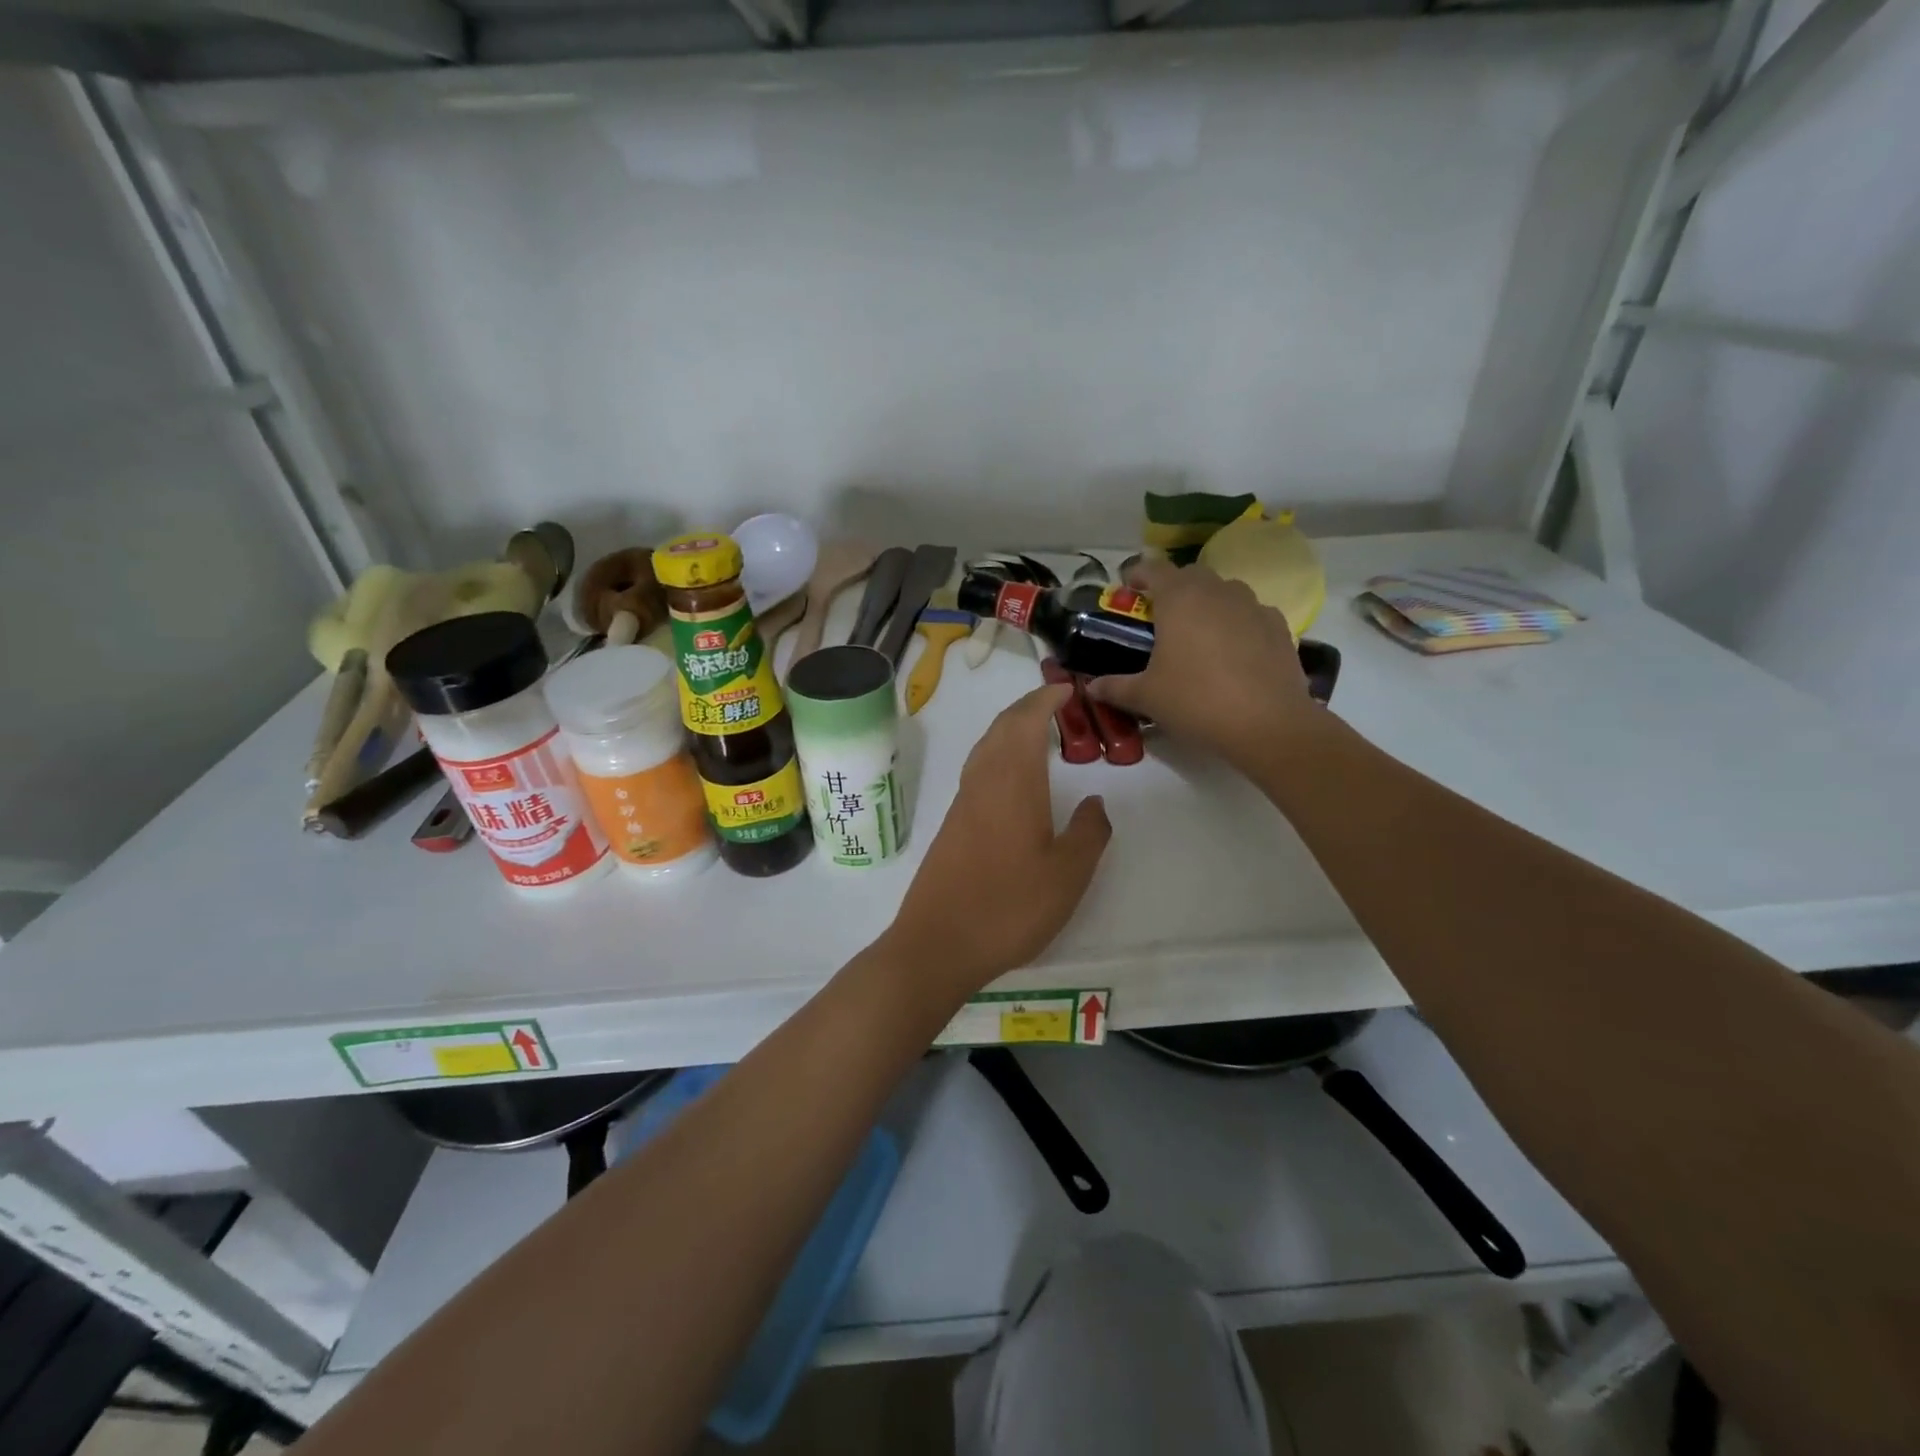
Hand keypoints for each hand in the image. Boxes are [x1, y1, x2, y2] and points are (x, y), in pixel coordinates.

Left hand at [881, 685, 1111, 1007]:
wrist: (939, 943)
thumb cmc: (1009, 906)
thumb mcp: (1068, 875)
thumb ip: (1088, 833)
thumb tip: (1096, 802)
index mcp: (1013, 783)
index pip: (1026, 722)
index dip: (1045, 700)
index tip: (1065, 688)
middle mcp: (983, 782)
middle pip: (1001, 728)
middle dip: (1027, 708)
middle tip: (1056, 703)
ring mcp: (963, 803)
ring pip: (986, 747)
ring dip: (1010, 729)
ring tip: (1037, 731)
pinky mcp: (952, 825)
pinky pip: (977, 770)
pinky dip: (998, 754)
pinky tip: (1011, 777)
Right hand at [1085, 556, 1318, 770]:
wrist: (1267, 724)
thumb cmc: (1196, 701)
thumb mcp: (1146, 697)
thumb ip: (1115, 687)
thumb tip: (1091, 687)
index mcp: (1180, 598)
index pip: (1153, 568)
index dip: (1137, 575)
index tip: (1127, 590)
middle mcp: (1217, 591)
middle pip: (1190, 575)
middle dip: (1173, 589)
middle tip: (1160, 618)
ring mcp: (1253, 606)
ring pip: (1224, 592)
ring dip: (1207, 604)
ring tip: (1197, 635)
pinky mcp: (1279, 626)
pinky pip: (1250, 614)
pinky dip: (1237, 623)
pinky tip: (1232, 652)